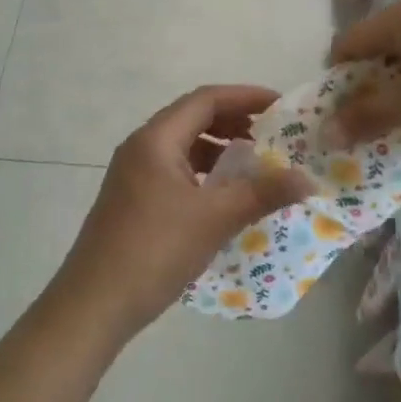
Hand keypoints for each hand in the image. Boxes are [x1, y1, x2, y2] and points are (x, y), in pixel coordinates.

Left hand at [51, 85, 314, 342]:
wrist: (93, 304)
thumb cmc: (154, 250)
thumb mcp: (214, 219)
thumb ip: (261, 193)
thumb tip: (307, 178)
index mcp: (156, 138)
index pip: (206, 99)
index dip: (246, 97)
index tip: (281, 105)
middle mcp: (142, 146)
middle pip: (193, 117)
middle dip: (235, 121)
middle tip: (274, 134)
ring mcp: (133, 173)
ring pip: (183, 145)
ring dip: (219, 147)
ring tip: (254, 163)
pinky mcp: (133, 198)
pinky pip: (175, 169)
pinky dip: (203, 172)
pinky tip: (223, 195)